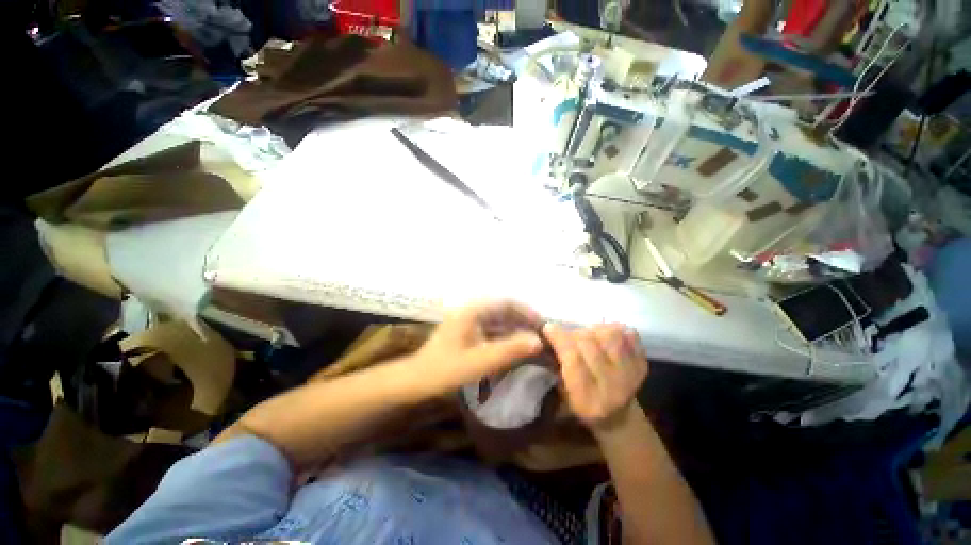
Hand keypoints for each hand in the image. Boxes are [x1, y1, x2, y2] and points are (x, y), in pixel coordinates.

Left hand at [408, 300, 544, 397]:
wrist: (416, 380)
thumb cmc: (446, 370)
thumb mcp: (480, 361)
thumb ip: (509, 350)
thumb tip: (538, 341)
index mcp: (473, 310)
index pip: (506, 302)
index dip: (526, 312)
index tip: (542, 325)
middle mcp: (471, 310)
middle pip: (503, 309)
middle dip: (523, 320)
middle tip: (540, 335)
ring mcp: (468, 320)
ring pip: (498, 319)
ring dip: (514, 328)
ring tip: (531, 342)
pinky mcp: (467, 331)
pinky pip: (491, 328)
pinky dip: (504, 336)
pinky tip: (514, 347)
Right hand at [543, 323, 647, 431]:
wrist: (617, 418)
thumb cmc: (581, 405)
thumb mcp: (562, 392)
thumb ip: (556, 365)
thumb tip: (546, 337)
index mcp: (587, 398)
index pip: (573, 358)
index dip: (559, 337)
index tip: (548, 327)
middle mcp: (612, 386)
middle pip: (589, 343)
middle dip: (573, 333)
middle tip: (567, 335)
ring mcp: (632, 374)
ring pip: (610, 334)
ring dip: (594, 330)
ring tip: (588, 335)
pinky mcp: (643, 364)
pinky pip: (630, 334)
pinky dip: (615, 330)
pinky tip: (605, 338)